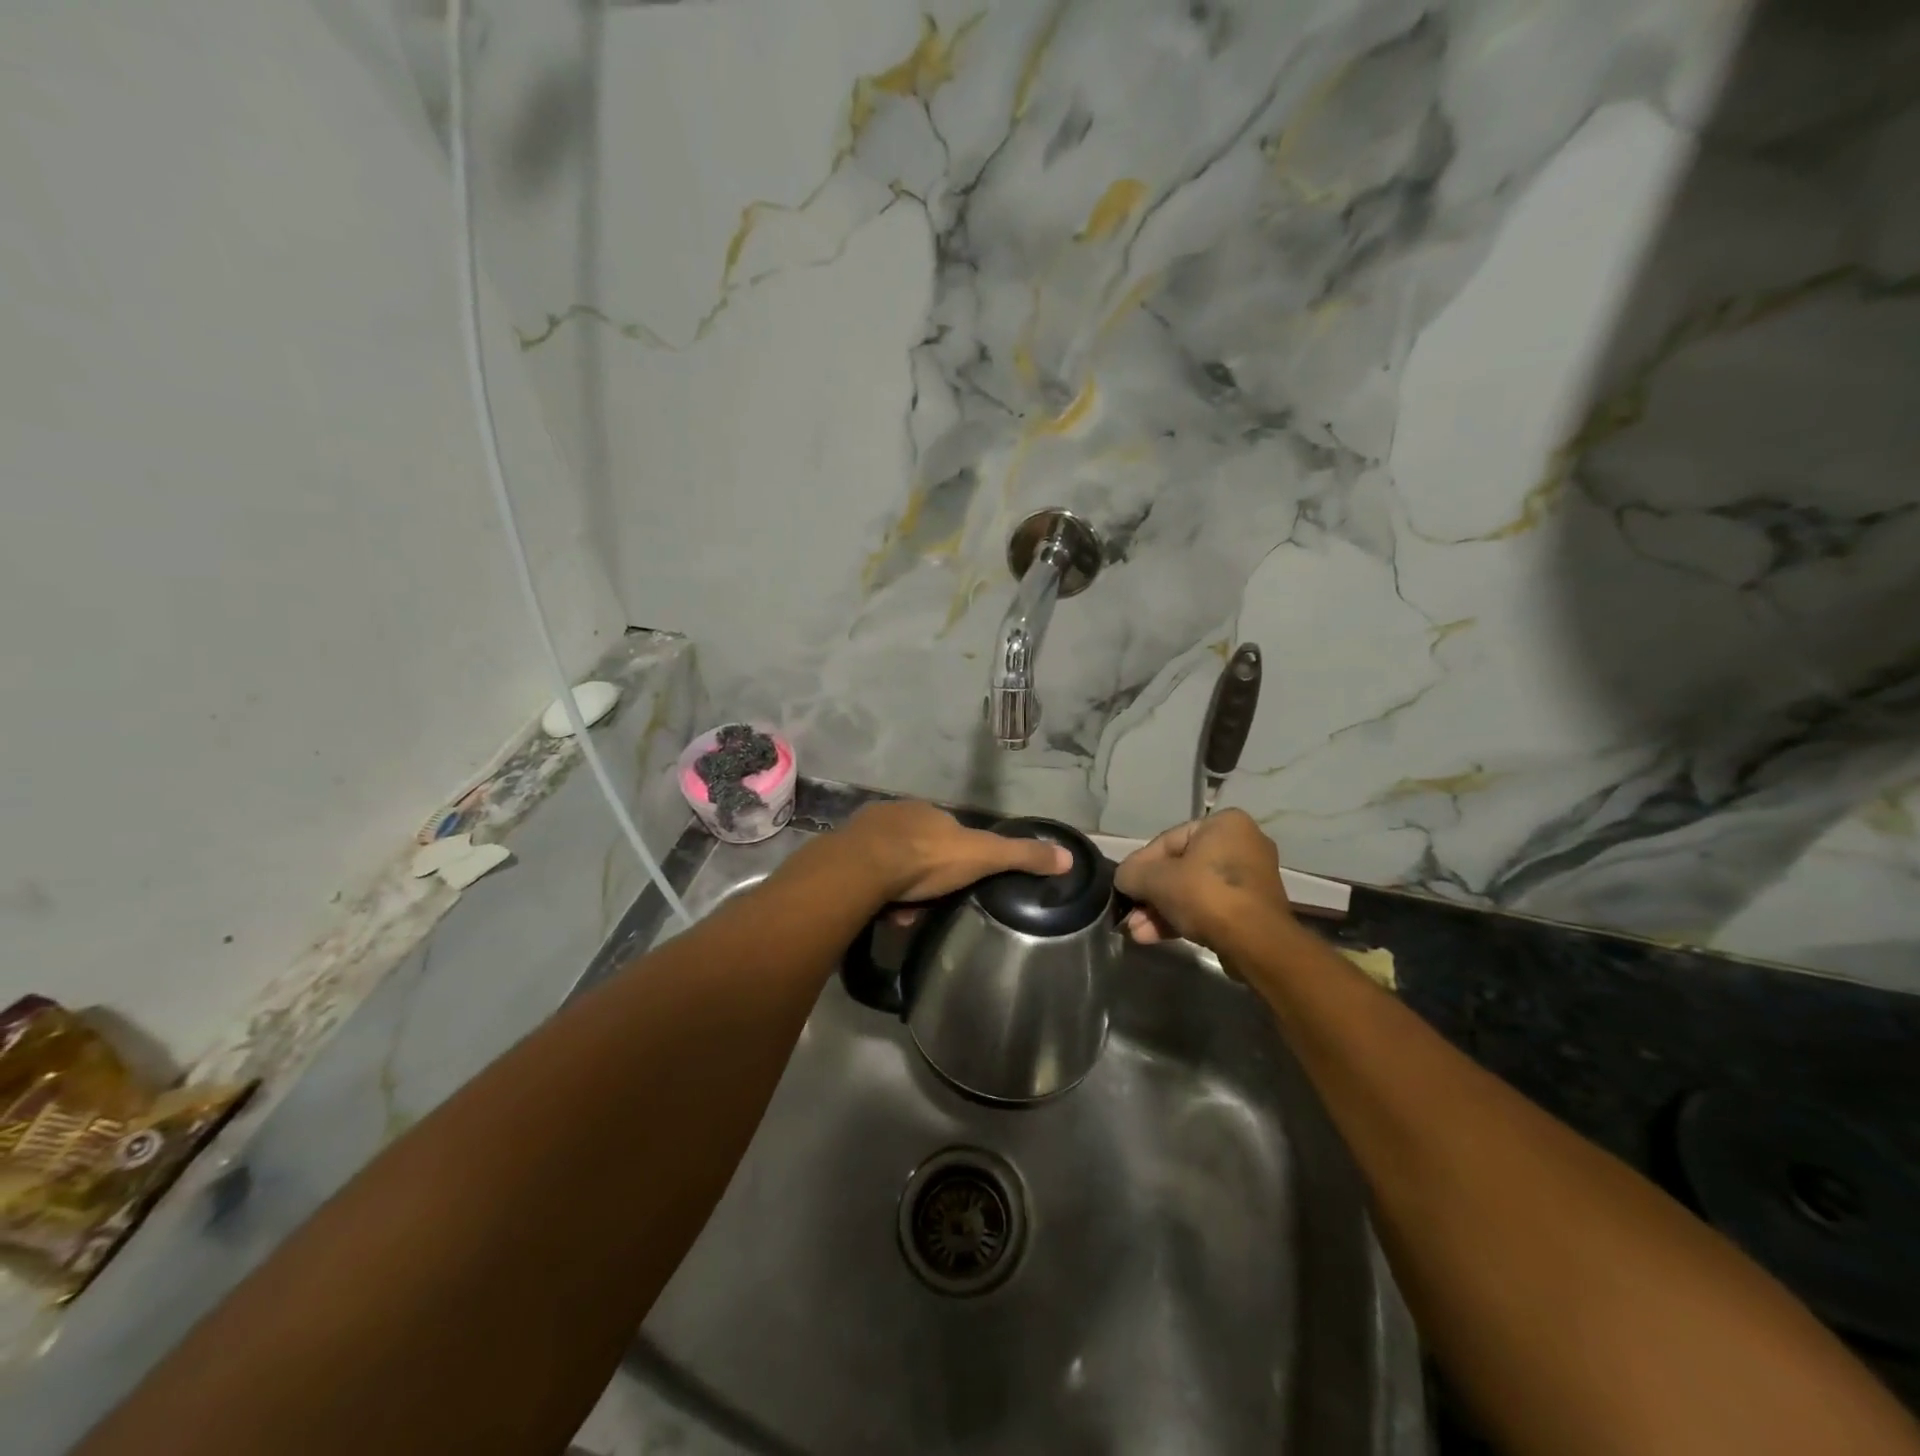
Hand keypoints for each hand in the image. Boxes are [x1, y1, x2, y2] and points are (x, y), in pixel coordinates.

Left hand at [836, 800, 1071, 905]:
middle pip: (918, 850)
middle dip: (926, 878)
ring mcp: (867, 832)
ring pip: (891, 865)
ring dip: (901, 890)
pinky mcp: (844, 853)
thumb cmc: (927, 858)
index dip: (956, 860)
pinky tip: (881, 913)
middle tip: (929, 907)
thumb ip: (1021, 856)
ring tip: (904, 916)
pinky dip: (877, 893)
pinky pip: (867, 876)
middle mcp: (898, 815)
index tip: (959, 885)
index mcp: (930, 813)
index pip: (949, 834)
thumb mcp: (983, 856)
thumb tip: (1068, 857)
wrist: (863, 867)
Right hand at [1114, 809, 1293, 947]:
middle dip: (1150, 895)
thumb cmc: (1206, 895)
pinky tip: (1154, 937)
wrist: (1256, 944)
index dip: (1140, 866)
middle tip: (1129, 916)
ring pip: (1192, 891)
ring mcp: (1249, 879)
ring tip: (1137, 933)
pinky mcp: (1252, 909)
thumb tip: (1124, 878)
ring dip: (1161, 911)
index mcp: (1224, 824)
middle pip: (1179, 868)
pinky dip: (1182, 918)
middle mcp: (1242, 844)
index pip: (1167, 841)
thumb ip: (1132, 873)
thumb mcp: (1156, 879)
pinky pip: (1209, 907)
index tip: (1124, 888)